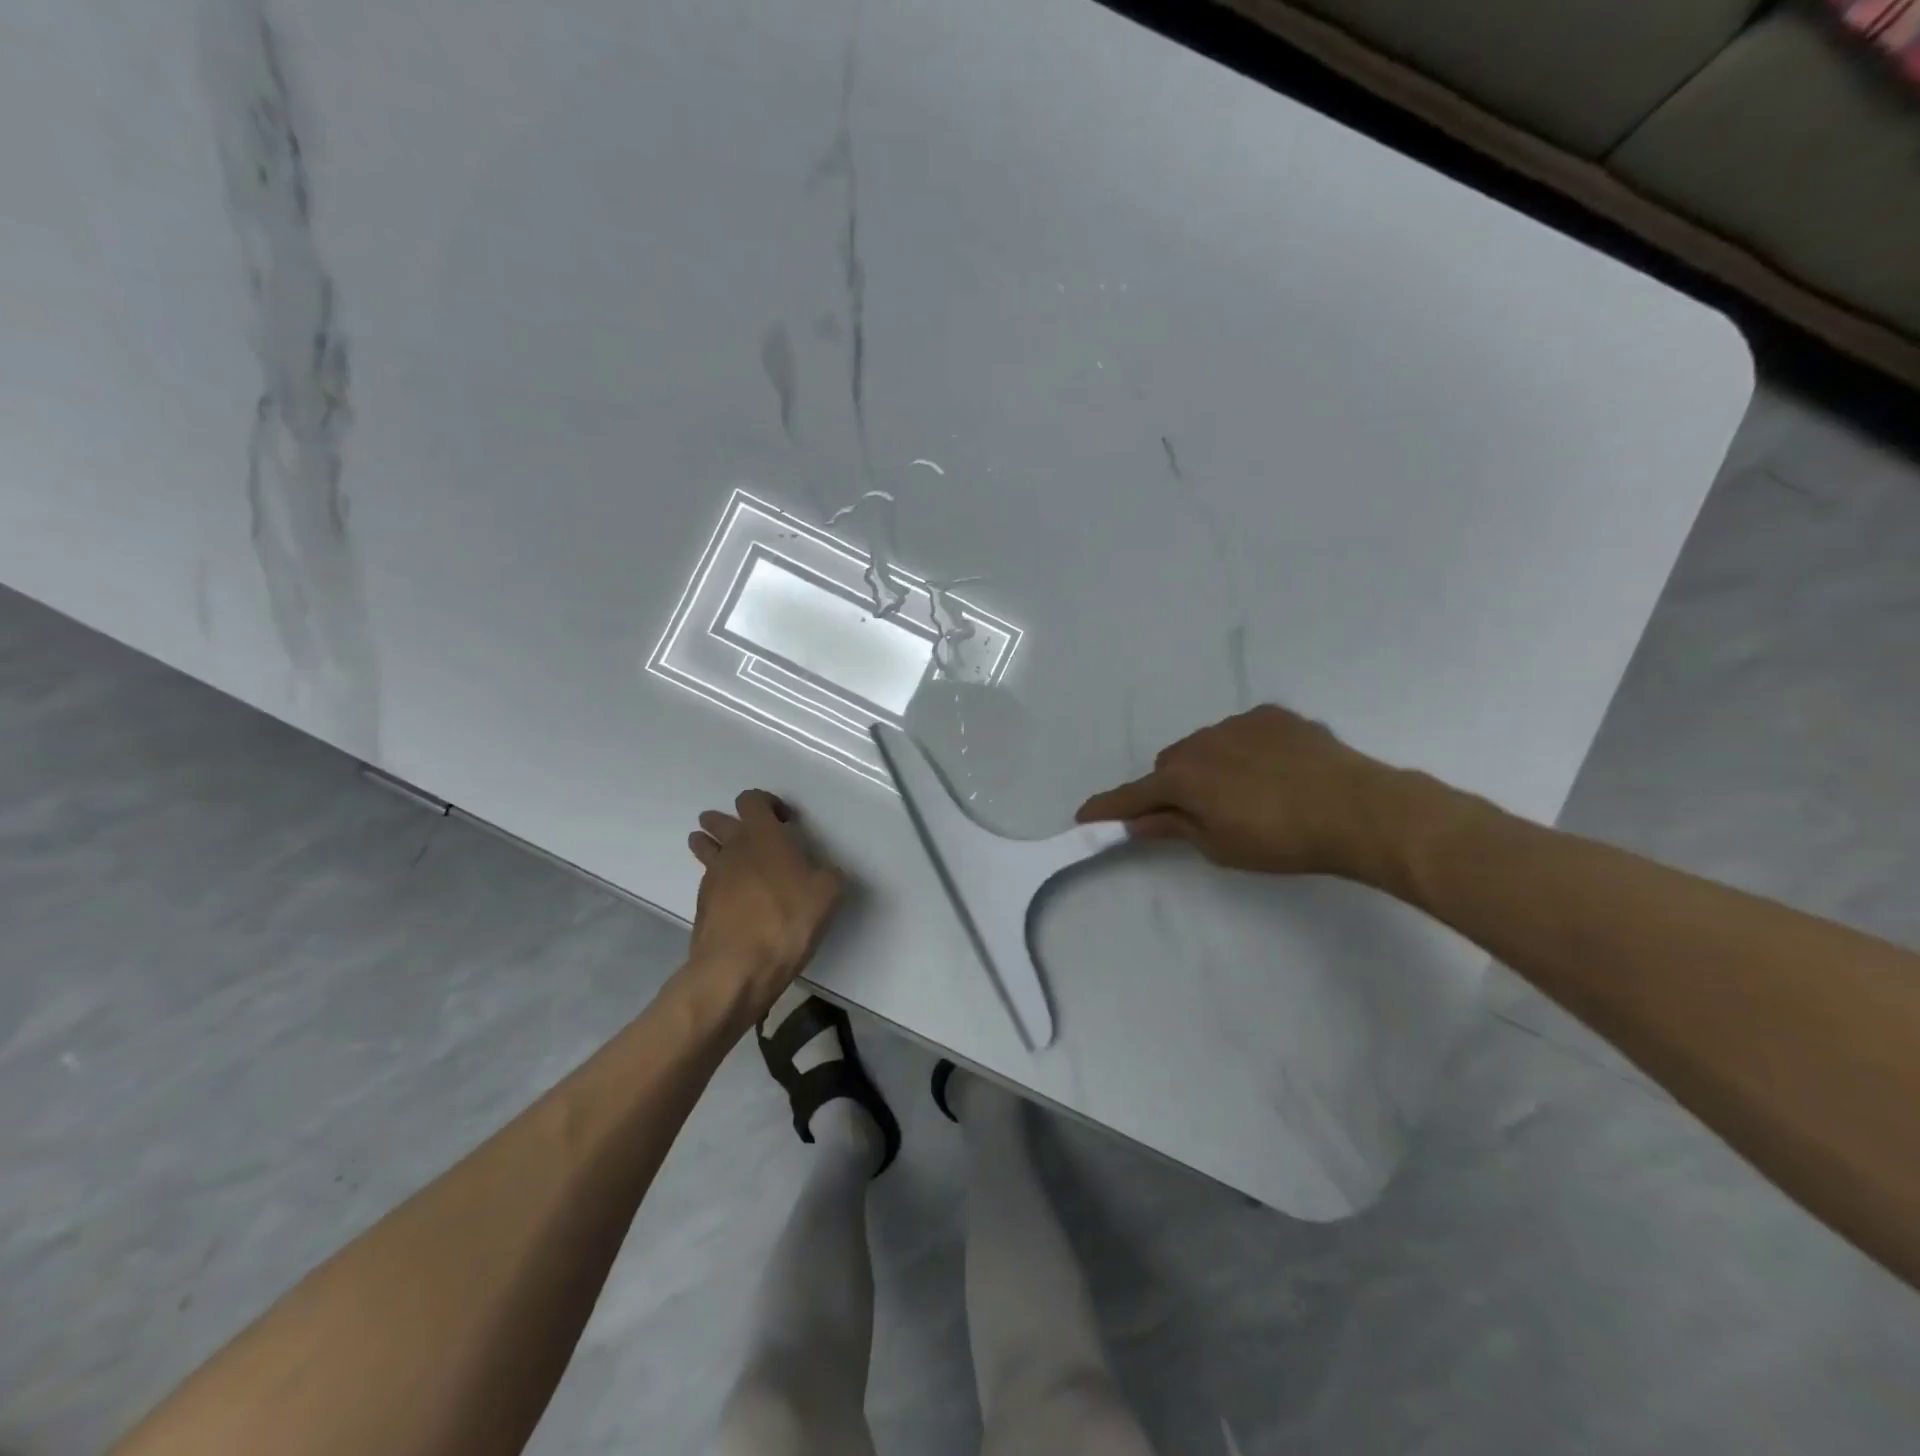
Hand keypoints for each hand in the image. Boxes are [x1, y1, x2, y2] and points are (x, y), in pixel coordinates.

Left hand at [684, 790, 845, 1025]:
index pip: (752, 800)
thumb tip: (824, 873)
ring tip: (728, 857)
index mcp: (763, 836)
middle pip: (718, 820)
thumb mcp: (828, 894)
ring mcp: (712, 877)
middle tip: (749, 835)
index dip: (767, 804)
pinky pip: (707, 881)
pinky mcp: (702, 905)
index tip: (785, 821)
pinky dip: (718, 882)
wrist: (738, 967)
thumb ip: (828, 875)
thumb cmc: (787, 920)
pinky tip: (734, 899)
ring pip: (703, 847)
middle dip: (729, 822)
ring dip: (711, 845)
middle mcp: (733, 849)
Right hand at [1076, 704, 1409, 880]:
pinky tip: (1272, 772)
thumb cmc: (1281, 839)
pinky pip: (1241, 733)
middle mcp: (1201, 742)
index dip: (1107, 807)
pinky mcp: (1273, 715)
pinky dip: (1242, 751)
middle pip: (1170, 765)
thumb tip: (1138, 821)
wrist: (1357, 809)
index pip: (1133, 795)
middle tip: (1194, 814)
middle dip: (1172, 787)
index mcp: (1183, 778)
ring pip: (1206, 746)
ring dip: (1209, 767)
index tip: (1083, 815)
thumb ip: (1174, 828)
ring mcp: (1238, 723)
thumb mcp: (1220, 846)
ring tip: (1245, 794)